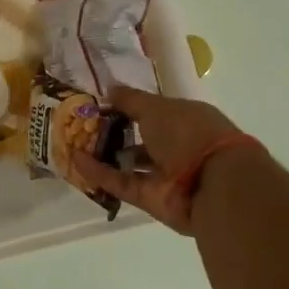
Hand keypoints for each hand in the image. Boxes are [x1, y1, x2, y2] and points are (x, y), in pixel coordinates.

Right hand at [74, 85, 255, 234]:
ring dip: (103, 155)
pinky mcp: (152, 200)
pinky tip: (76, 161)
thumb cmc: (189, 133)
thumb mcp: (155, 107)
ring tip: (73, 144)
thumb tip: (108, 89)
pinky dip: (100, 174)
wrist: (214, 184)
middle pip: (140, 139)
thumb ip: (129, 100)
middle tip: (81, 125)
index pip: (153, 112)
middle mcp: (177, 147)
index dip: (128, 107)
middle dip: (113, 133)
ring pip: (129, 164)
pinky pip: (122, 184)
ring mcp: (165, 176)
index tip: (100, 104)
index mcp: (185, 119)